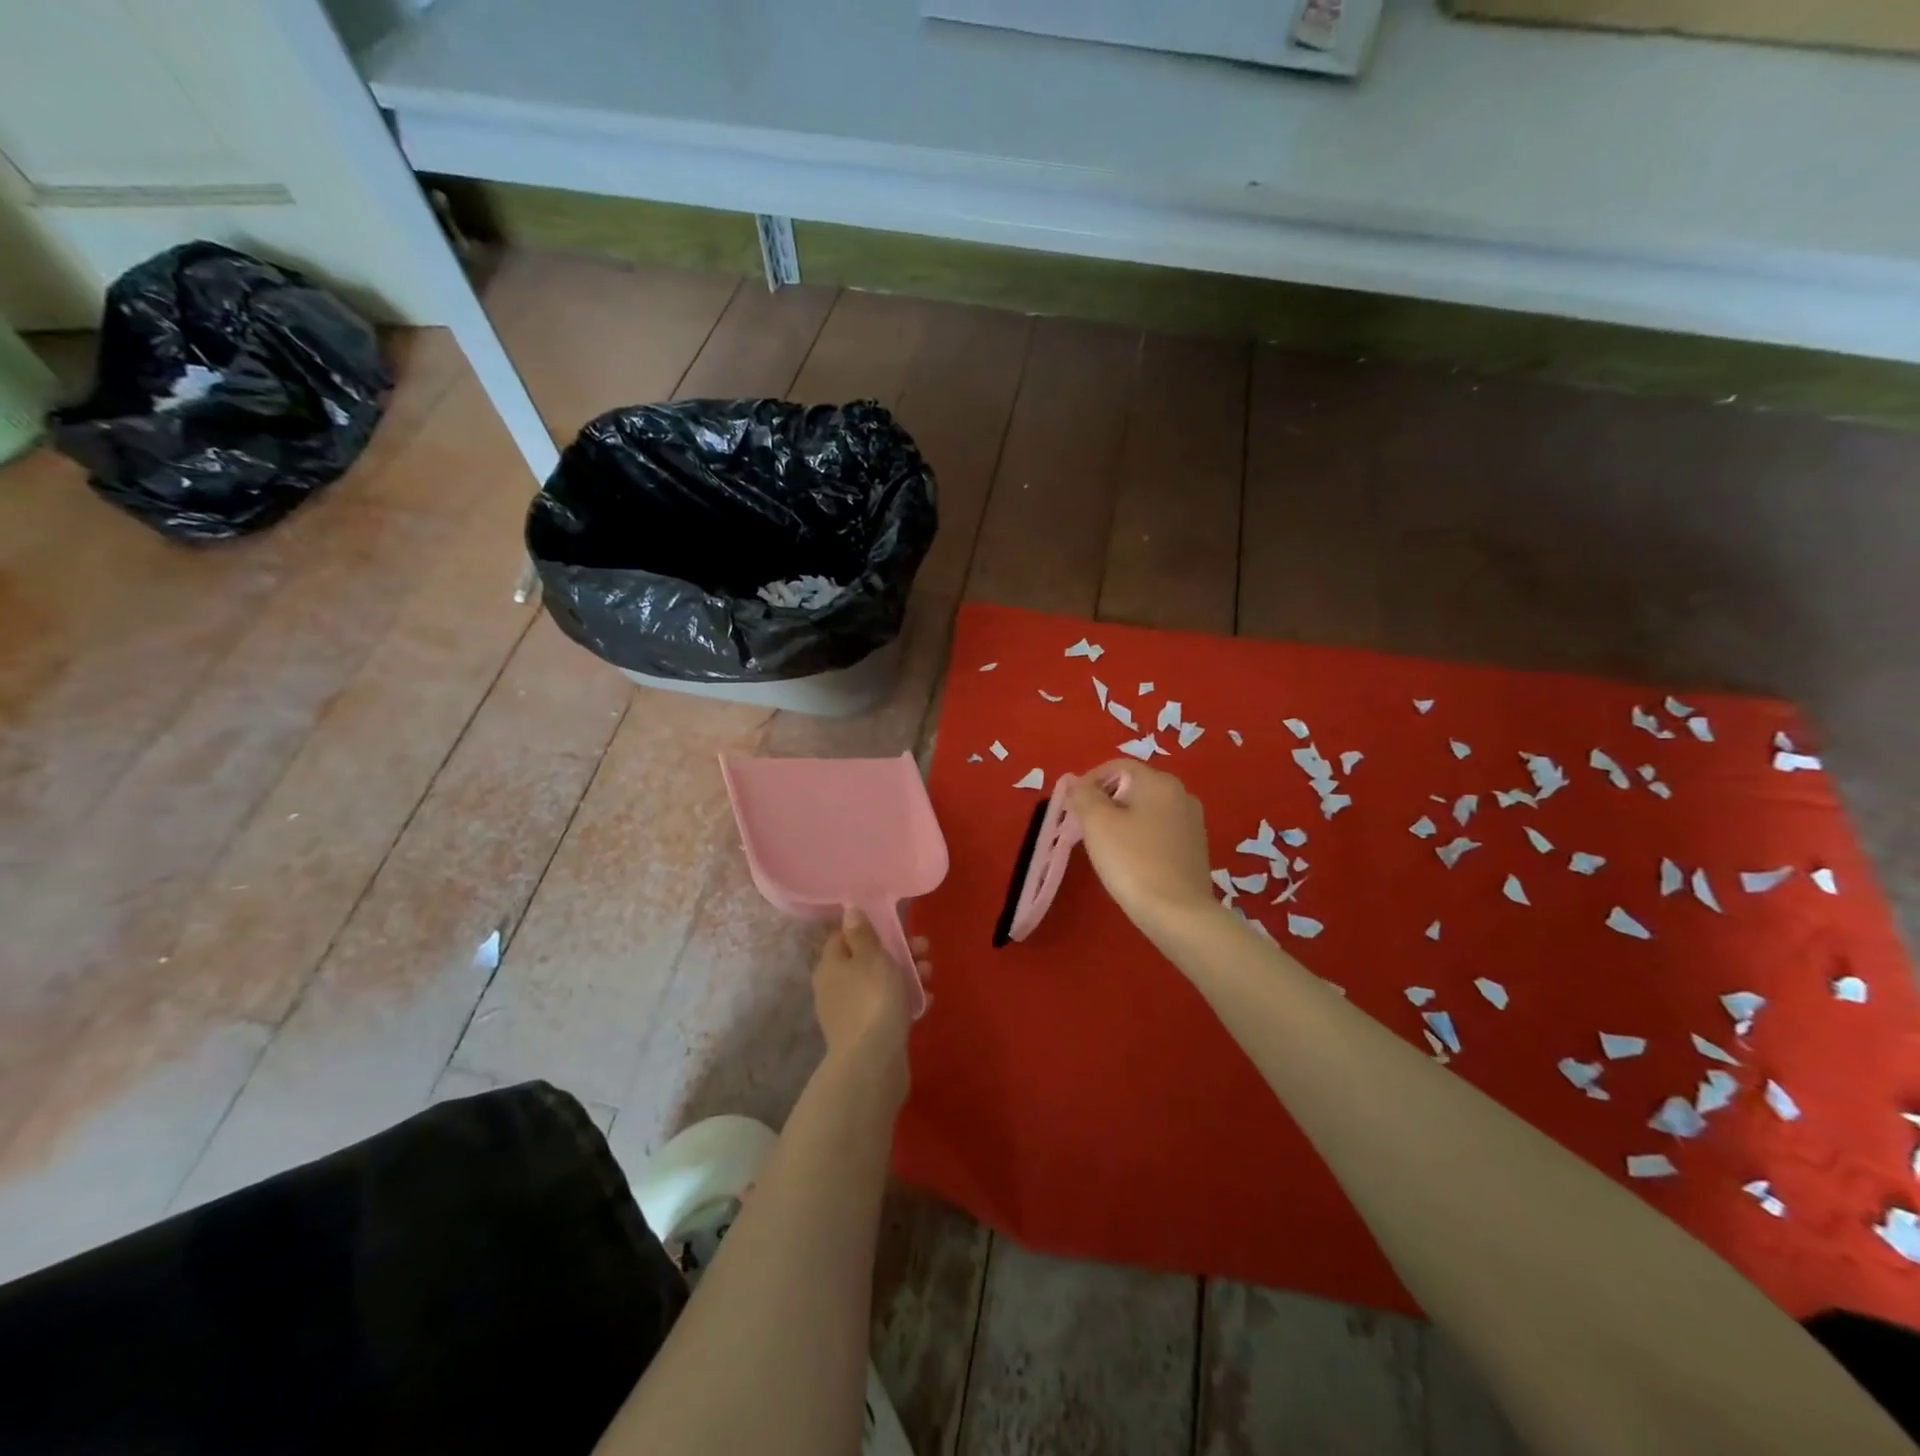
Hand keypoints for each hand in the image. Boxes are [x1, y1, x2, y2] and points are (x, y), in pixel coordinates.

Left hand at [813, 908, 928, 1097]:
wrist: (873, 1062)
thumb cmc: (872, 999)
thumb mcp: (871, 957)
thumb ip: (862, 933)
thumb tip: (849, 912)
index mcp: (831, 965)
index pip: (844, 936)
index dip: (868, 928)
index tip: (894, 926)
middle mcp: (836, 987)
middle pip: (868, 960)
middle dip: (899, 952)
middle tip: (924, 950)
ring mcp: (852, 1012)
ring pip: (882, 984)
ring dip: (908, 975)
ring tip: (930, 976)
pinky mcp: (869, 1033)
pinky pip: (889, 1008)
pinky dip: (906, 1002)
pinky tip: (926, 1002)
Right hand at [1067, 761, 1219, 936]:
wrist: (1178, 914)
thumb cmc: (1133, 862)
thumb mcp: (1097, 823)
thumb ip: (1083, 795)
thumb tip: (1075, 781)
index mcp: (1159, 782)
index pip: (1117, 766)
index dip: (1089, 780)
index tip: (1072, 806)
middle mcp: (1181, 794)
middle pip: (1133, 786)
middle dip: (1105, 801)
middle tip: (1083, 827)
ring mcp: (1192, 822)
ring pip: (1146, 809)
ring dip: (1122, 820)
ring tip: (1104, 846)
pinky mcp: (1195, 848)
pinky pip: (1160, 830)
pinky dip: (1140, 836)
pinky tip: (1130, 860)